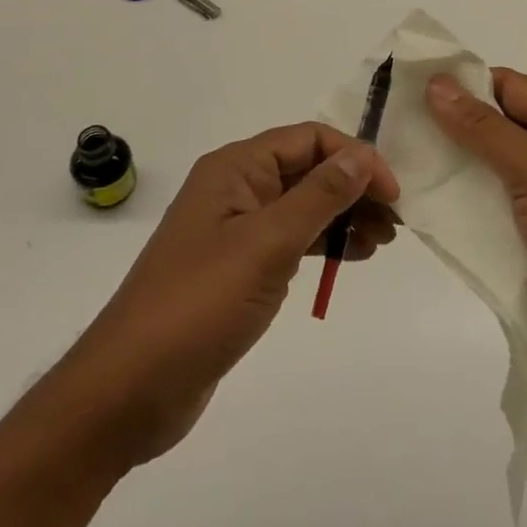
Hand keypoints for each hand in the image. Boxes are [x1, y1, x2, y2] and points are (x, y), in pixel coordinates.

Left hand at [55, 123, 399, 468]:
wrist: (131, 387)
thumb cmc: (200, 304)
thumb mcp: (266, 244)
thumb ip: (317, 197)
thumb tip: (360, 156)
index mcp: (235, 168)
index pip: (308, 139)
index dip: (355, 158)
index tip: (392, 194)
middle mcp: (235, 188)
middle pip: (307, 169)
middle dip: (353, 188)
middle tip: (394, 224)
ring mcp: (235, 229)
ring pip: (302, 205)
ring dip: (343, 216)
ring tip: (381, 243)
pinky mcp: (237, 267)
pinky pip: (290, 239)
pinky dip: (322, 243)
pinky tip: (349, 259)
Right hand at [426, 69, 526, 404]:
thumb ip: (484, 129)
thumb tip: (435, 83)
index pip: (509, 87)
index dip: (461, 85)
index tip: (406, 89)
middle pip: (494, 128)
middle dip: (447, 129)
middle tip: (390, 127)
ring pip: (486, 171)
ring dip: (449, 171)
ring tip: (393, 163)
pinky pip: (488, 210)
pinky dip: (458, 208)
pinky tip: (418, 204)